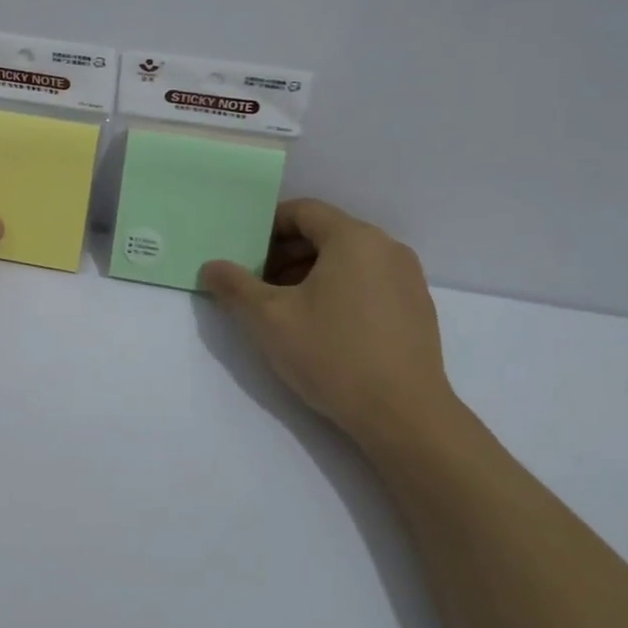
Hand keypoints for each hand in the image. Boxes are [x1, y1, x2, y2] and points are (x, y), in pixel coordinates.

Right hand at [201, 200, 459, 450]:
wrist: (405, 416)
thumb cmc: (333, 355)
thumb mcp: (269, 319)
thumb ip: (235, 286)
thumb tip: (210, 267)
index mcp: (354, 238)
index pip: (303, 211)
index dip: (268, 226)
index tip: (245, 254)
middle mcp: (386, 248)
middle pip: (326, 233)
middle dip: (286, 253)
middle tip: (257, 284)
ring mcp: (407, 278)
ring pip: (348, 259)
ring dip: (310, 273)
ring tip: (285, 308)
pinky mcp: (417, 308)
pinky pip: (369, 281)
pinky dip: (340, 289)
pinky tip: (323, 327)